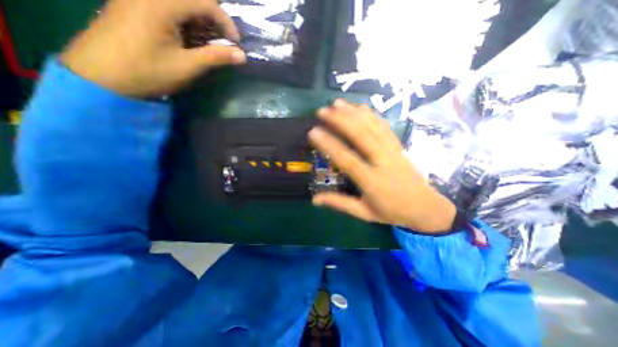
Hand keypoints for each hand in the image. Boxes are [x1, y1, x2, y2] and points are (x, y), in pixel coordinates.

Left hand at [61, 0, 244, 97]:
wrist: (102, 75)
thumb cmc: (148, 71)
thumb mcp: (188, 66)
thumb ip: (216, 57)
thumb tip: (242, 56)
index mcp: (161, 3)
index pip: (205, 2)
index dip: (226, 22)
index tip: (236, 43)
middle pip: (194, 0)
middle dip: (214, 21)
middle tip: (224, 43)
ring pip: (181, 4)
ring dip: (201, 22)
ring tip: (210, 44)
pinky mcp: (135, 5)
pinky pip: (168, 7)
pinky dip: (186, 21)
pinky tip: (191, 38)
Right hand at [311, 99, 454, 232]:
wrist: (426, 208)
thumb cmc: (391, 212)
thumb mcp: (364, 213)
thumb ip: (340, 203)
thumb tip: (314, 200)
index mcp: (372, 181)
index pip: (347, 159)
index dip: (330, 145)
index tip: (314, 132)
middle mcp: (383, 162)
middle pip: (361, 136)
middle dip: (341, 121)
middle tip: (322, 111)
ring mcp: (393, 152)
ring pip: (373, 128)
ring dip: (354, 113)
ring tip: (337, 103)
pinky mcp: (399, 147)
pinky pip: (385, 128)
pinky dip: (372, 115)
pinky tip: (361, 107)